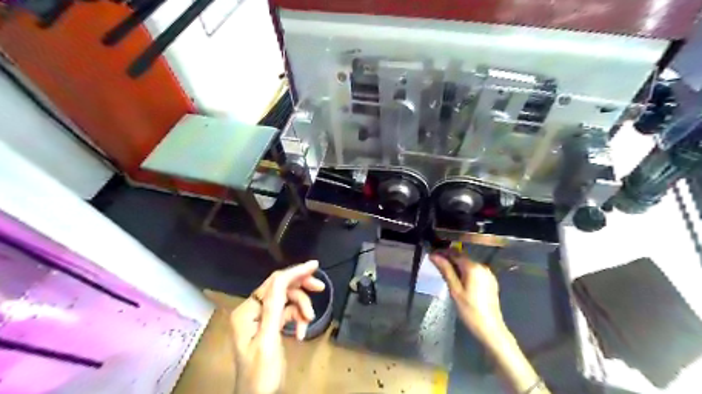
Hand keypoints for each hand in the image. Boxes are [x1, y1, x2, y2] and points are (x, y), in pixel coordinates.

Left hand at [229, 259, 324, 391]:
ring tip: (308, 322)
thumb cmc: (261, 375)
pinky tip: (301, 332)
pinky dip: (297, 319)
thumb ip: (275, 307)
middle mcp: (252, 310)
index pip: (273, 283)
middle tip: (320, 288)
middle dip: (301, 290)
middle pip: (281, 288)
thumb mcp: (268, 340)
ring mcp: (261, 318)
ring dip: (301, 308)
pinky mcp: (270, 326)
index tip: (315, 265)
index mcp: (247, 311)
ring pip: (287, 300)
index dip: (294, 272)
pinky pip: (287, 313)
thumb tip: (285, 276)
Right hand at [431, 250, 506, 346]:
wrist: (490, 328)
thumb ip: (445, 270)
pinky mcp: (490, 281)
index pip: (455, 253)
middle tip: (435, 265)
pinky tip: (458, 281)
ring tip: (445, 273)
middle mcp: (482, 266)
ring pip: (468, 264)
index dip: (442, 253)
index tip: (431, 255)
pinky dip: (465, 272)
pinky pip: (475, 271)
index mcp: (473, 267)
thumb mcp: (454, 290)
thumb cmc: (469, 310)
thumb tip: (434, 255)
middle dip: (449, 259)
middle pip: (462, 258)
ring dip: (456, 266)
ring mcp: (488, 274)